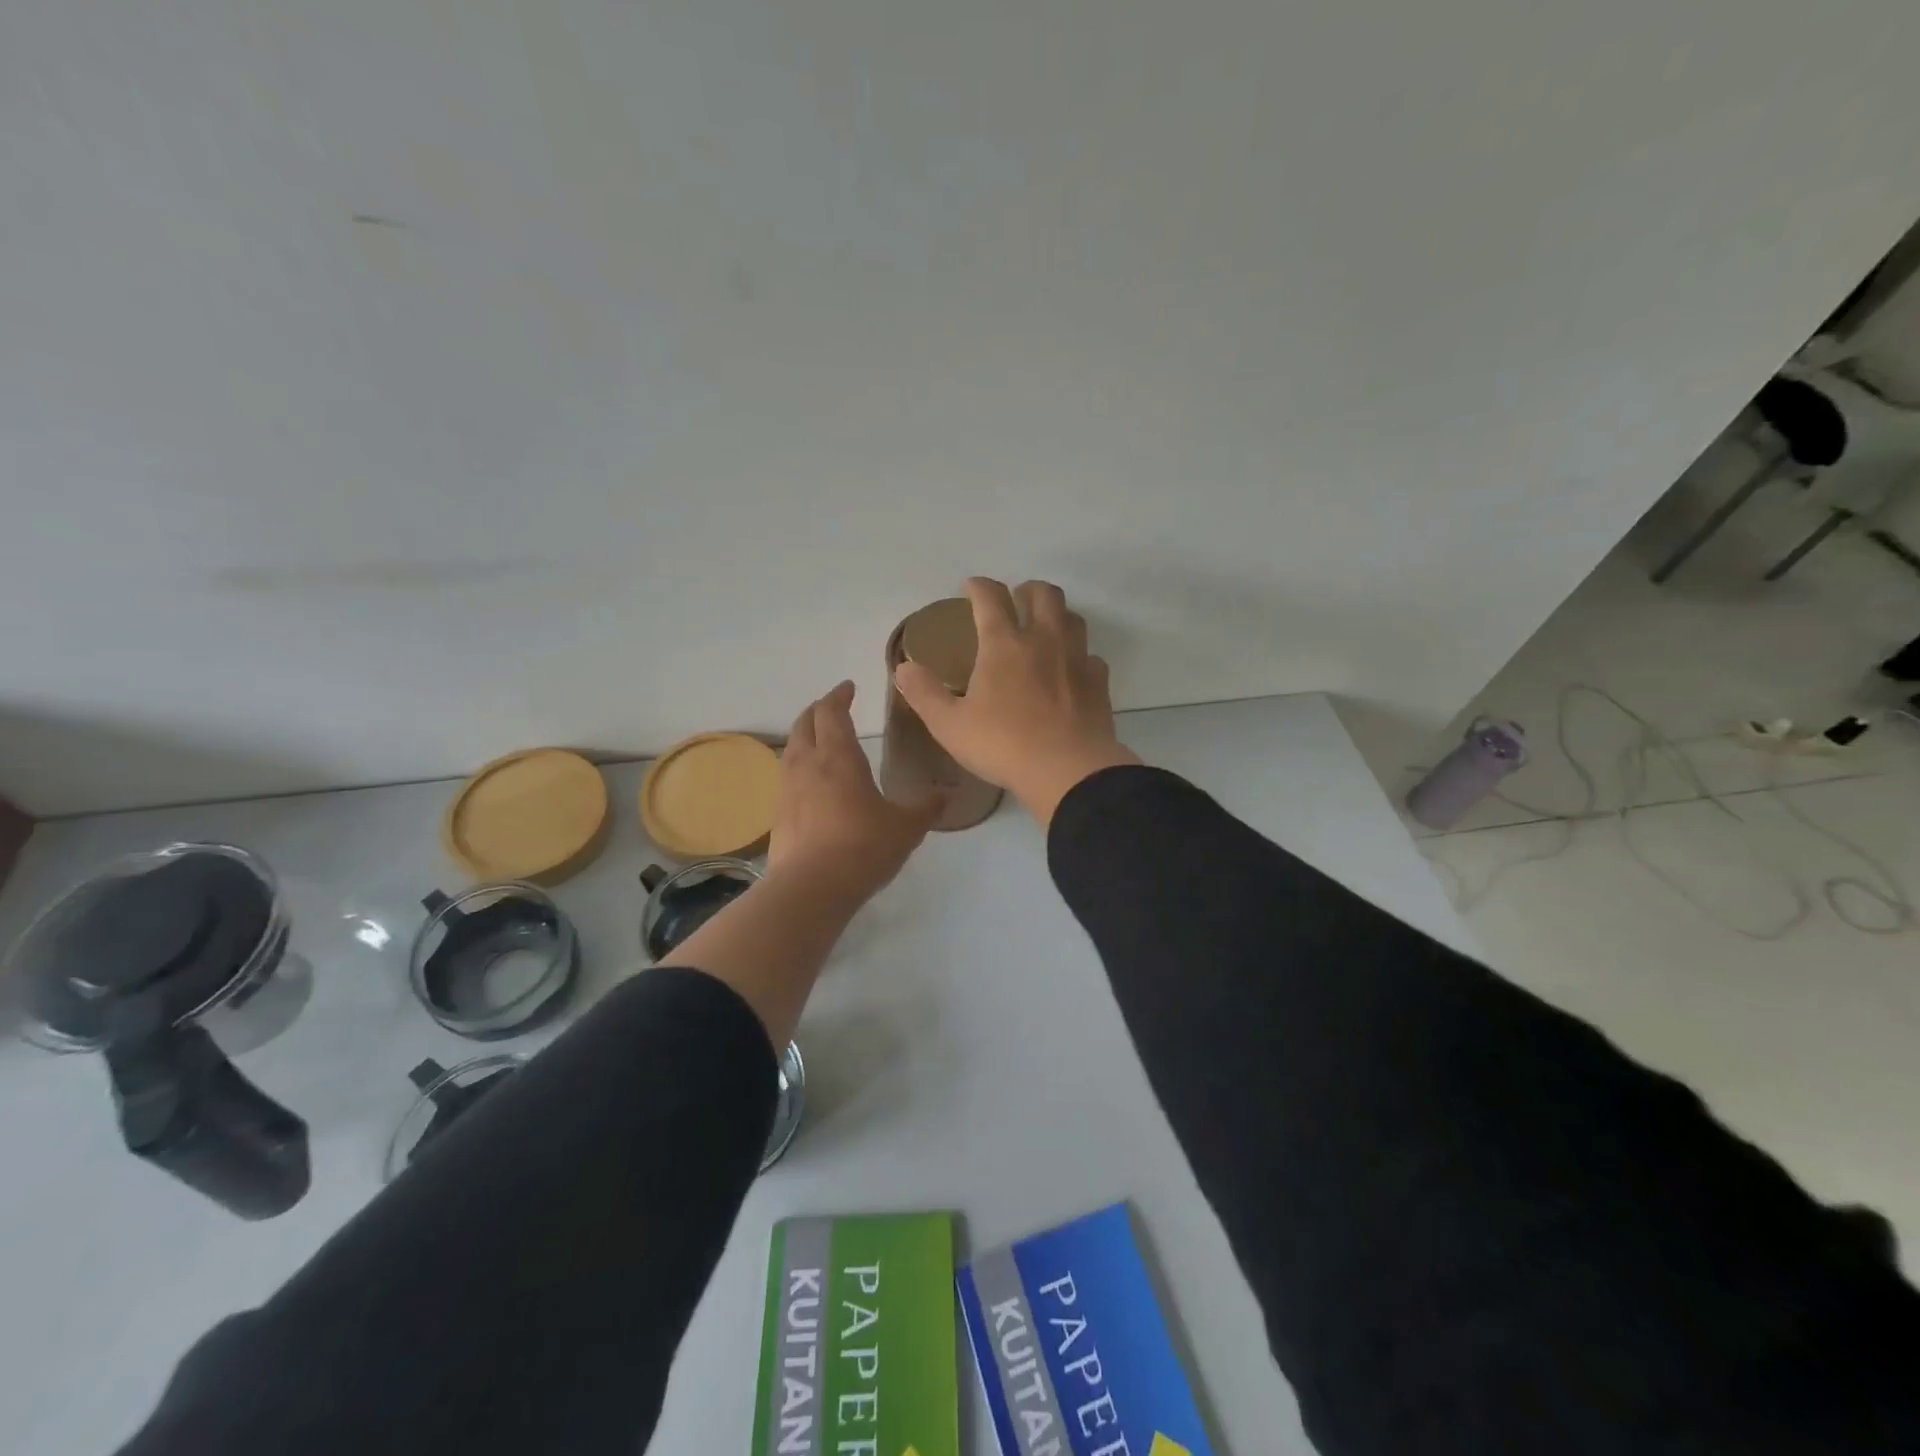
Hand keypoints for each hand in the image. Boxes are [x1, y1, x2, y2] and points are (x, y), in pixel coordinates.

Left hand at [770, 680, 939, 901]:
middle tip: (832, 709)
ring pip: (791, 751)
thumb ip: (926, 808)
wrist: (811, 888)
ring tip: (819, 743)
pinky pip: (787, 780)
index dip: (839, 696)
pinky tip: (812, 787)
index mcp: (839, 757)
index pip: (832, 712)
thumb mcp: (907, 827)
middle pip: (804, 724)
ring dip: (804, 738)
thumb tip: (945, 795)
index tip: (848, 688)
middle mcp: (808, 765)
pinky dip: (799, 771)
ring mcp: (787, 791)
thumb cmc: (863, 847)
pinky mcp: (778, 817)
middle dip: (817, 711)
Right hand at [892, 578, 1139, 825]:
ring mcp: (1076, 659)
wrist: (1068, 771)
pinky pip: (1091, 656)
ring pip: (1072, 617)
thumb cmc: (1003, 745)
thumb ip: (924, 693)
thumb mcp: (950, 725)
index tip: (970, 587)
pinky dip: (1079, 656)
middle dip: (1027, 589)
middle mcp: (1044, 640)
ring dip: (1056, 614)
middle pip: (1043, 594)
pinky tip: (1070, 671)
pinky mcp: (1099, 682)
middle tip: (1015, 600)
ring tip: (1044, 629)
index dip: (978, 586)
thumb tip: (903, 668)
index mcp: (1003, 644)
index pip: (990, 597)